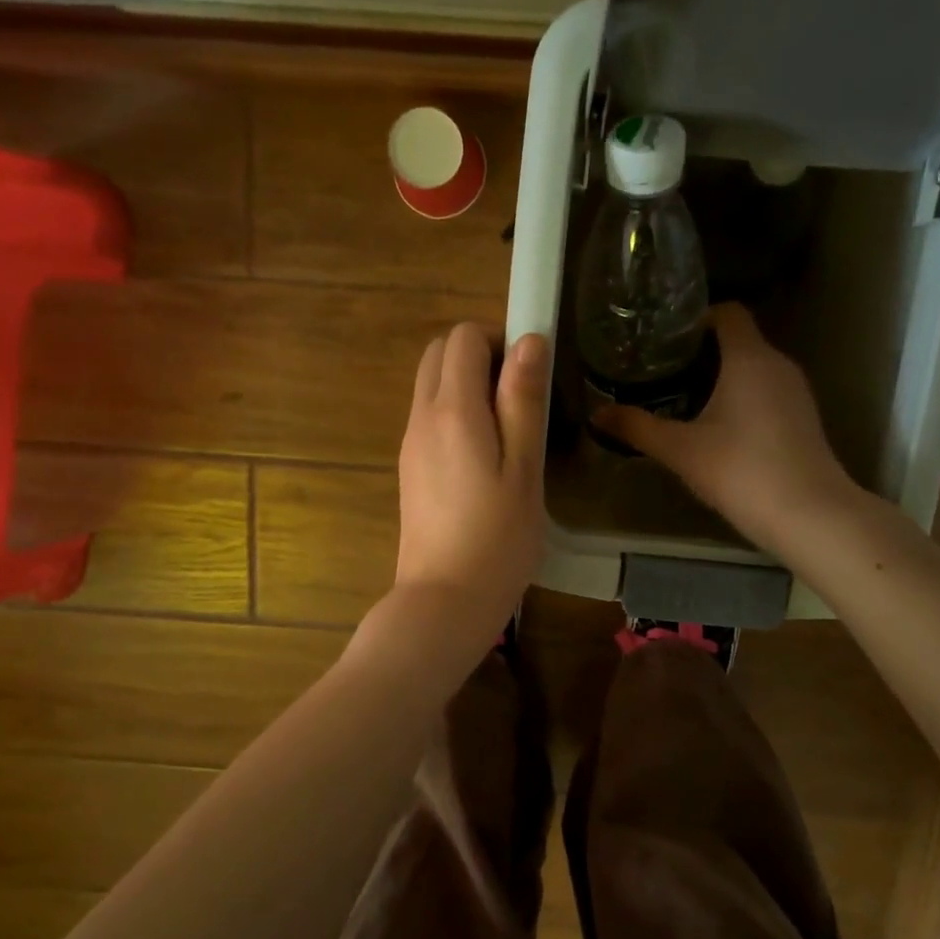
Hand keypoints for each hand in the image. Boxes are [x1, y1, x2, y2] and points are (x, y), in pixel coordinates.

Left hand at [392, 324, 548, 644]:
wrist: (444, 600)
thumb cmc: (497, 539)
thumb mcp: (524, 469)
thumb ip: (523, 402)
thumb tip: (528, 341)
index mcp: (452, 411)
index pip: (462, 338)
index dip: (498, 339)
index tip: (530, 373)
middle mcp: (422, 418)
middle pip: (439, 354)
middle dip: (479, 355)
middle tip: (520, 396)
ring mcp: (410, 444)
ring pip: (431, 384)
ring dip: (467, 385)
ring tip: (508, 429)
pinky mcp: (410, 468)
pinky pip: (429, 417)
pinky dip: (455, 412)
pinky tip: (484, 456)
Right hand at [592, 304, 854, 553]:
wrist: (808, 515)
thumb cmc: (740, 470)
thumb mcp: (680, 450)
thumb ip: (637, 428)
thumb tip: (596, 415)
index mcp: (749, 358)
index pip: (728, 312)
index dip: (697, 318)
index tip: (665, 339)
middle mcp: (778, 365)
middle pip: (739, 341)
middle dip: (701, 352)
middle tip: (662, 371)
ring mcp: (796, 393)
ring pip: (754, 369)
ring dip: (721, 377)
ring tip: (682, 398)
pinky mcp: (803, 419)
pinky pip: (766, 393)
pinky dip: (741, 399)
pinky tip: (717, 428)